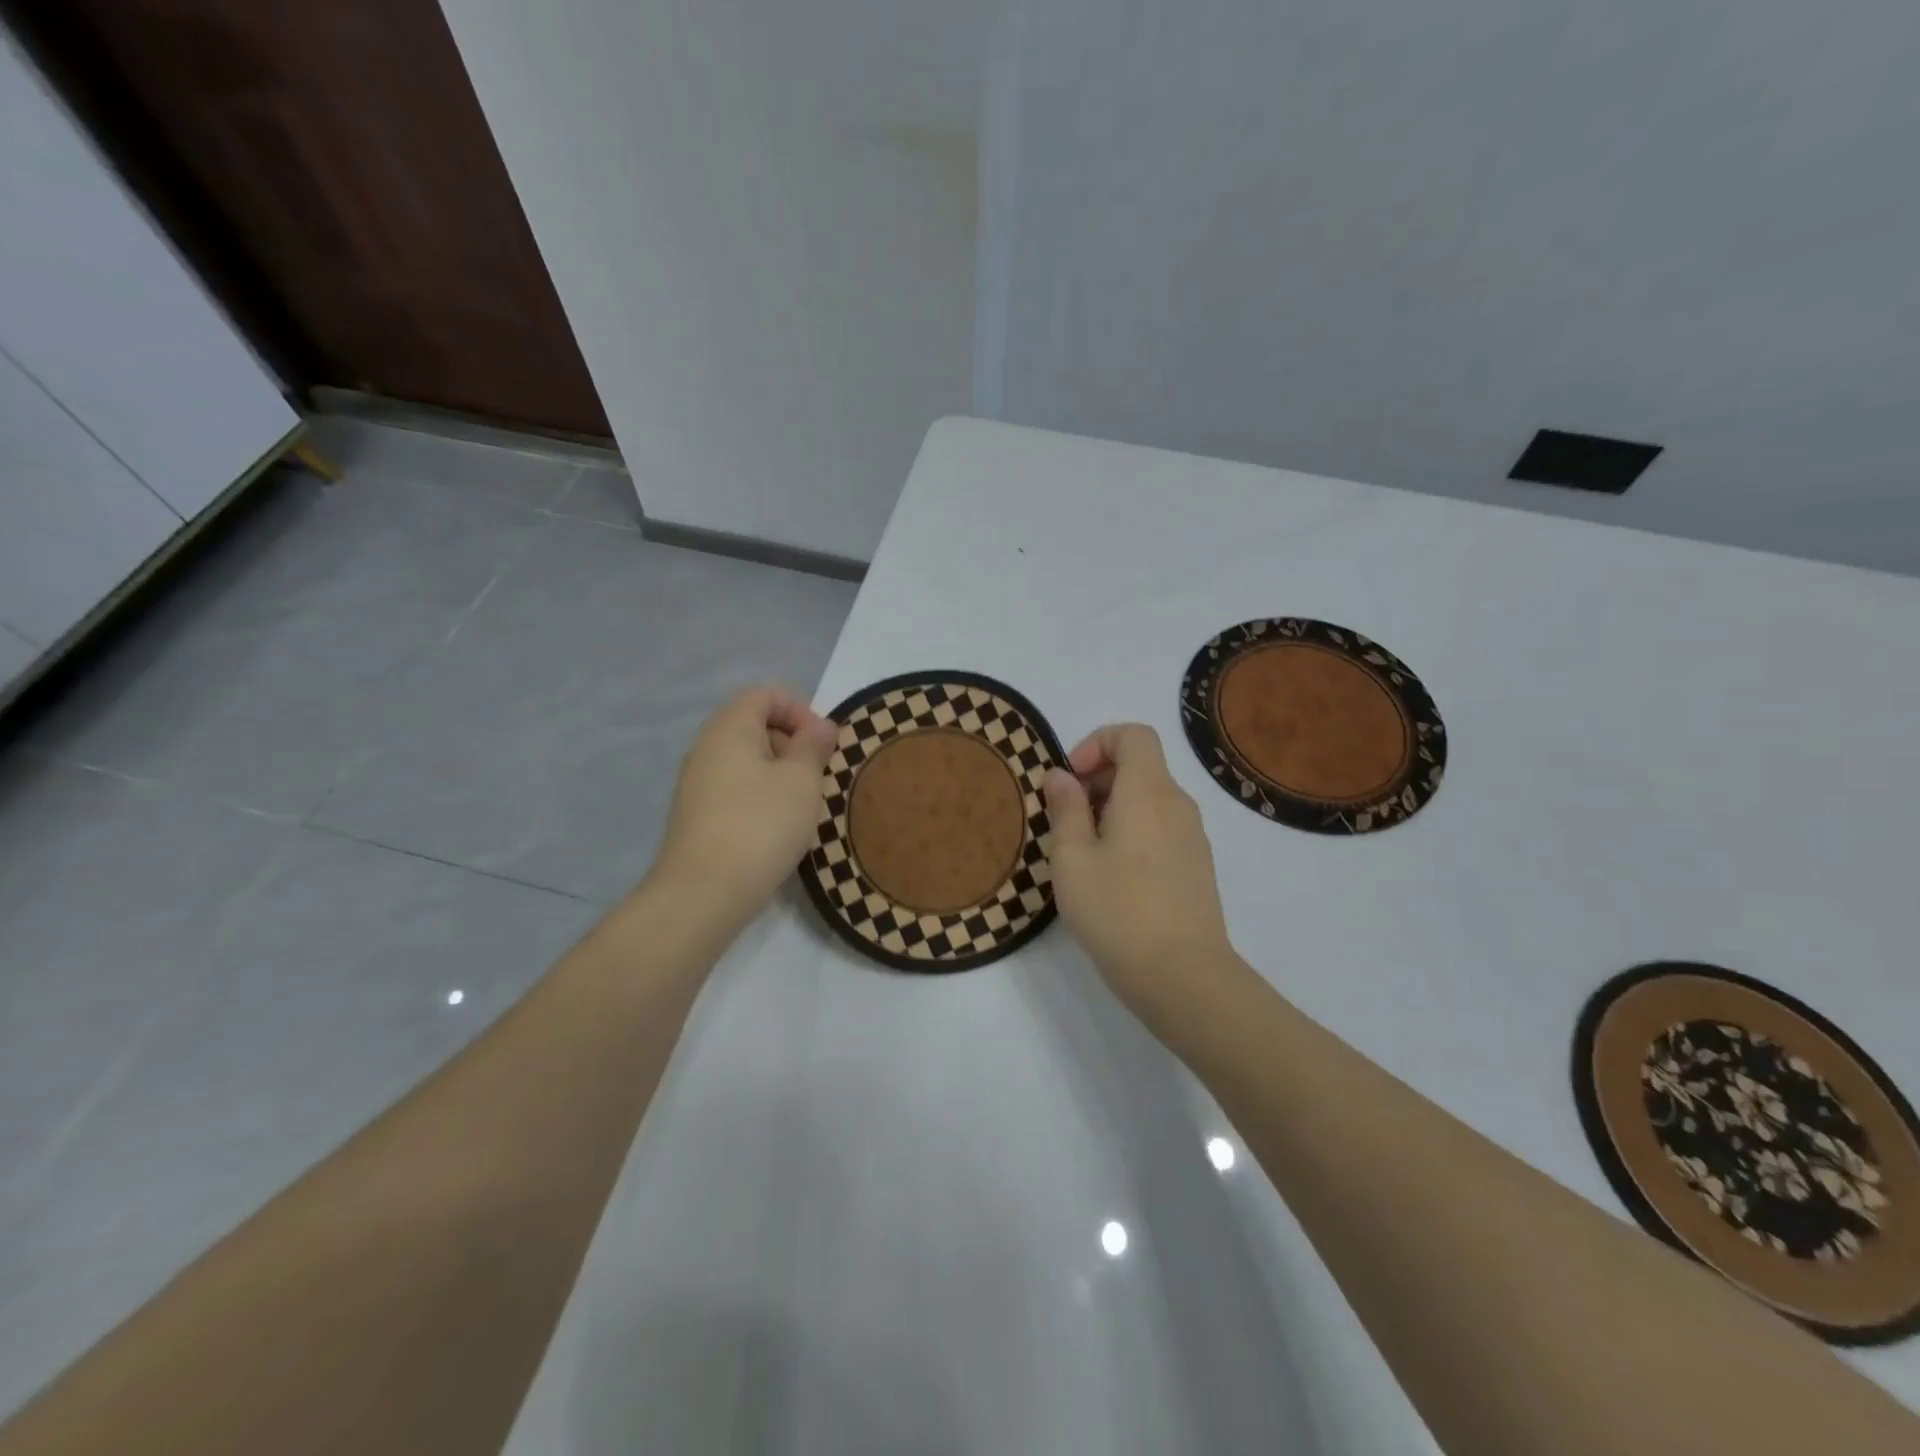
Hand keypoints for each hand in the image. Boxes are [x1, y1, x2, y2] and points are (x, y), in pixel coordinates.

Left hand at [651, 685, 839, 924]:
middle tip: (817, 777)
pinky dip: (763, 798)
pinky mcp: (699, 816)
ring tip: (803, 807)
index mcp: (729, 728)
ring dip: (782, 775)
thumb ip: (813, 746)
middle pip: (755, 725)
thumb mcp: (801, 780)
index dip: (800, 710)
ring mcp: (698, 784)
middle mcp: (707, 748)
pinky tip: (778, 830)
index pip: (765, 694)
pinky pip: (737, 790)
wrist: (704, 893)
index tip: (823, 745)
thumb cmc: (761, 825)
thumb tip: (820, 726)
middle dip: (794, 744)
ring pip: (748, 761)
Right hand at [1044, 724, 1236, 1024]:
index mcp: (1148, 792)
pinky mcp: (1197, 867)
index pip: (1134, 735)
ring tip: (1084, 854)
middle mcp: (1178, 805)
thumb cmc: (1118, 910)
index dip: (1097, 743)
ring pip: (1149, 800)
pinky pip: (1161, 828)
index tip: (1071, 781)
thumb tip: (1061, 776)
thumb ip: (1065, 808)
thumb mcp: (1072, 858)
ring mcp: (1193, 837)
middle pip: (1140, 766)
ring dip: (1112, 810)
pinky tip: (1112, 878)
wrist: (1183, 977)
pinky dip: (1133, 832)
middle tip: (1066, 821)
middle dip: (1098, 780)